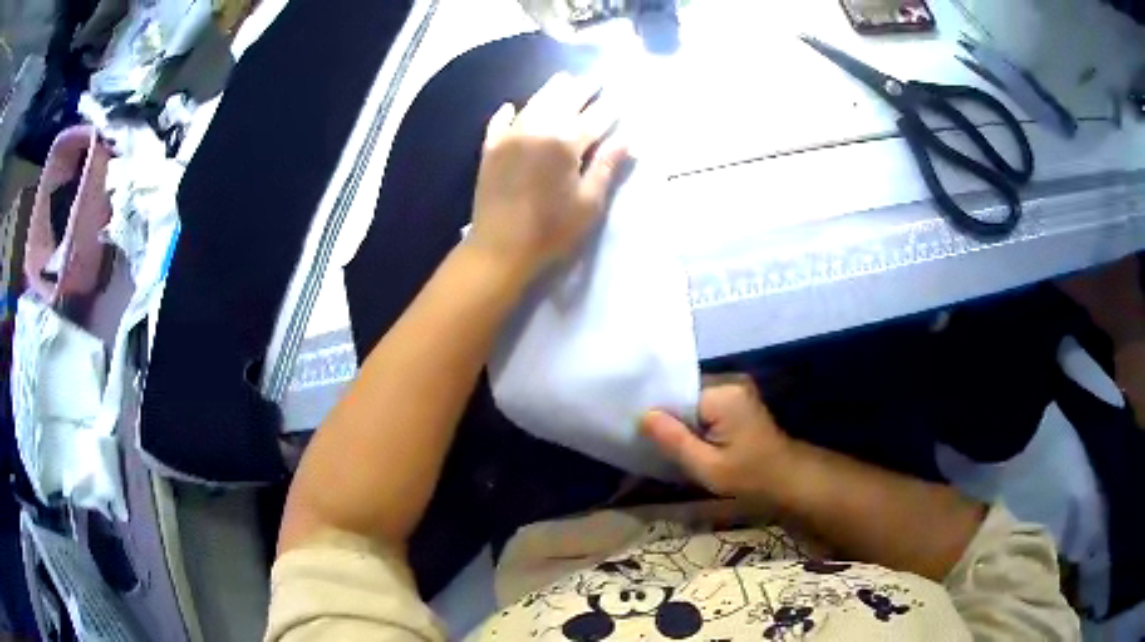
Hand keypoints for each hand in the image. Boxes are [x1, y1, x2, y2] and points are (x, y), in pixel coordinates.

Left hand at [468, 72, 628, 276]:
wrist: (500, 247)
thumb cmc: (551, 230)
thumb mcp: (588, 202)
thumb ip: (606, 166)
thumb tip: (630, 140)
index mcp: (565, 143)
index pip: (593, 118)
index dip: (609, 108)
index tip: (620, 97)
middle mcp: (537, 130)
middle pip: (563, 101)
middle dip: (582, 89)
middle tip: (595, 78)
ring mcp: (510, 137)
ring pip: (533, 104)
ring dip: (551, 90)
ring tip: (563, 79)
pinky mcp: (490, 150)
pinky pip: (498, 124)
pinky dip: (506, 113)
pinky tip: (510, 106)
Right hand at [641, 375, 793, 498]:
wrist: (788, 478)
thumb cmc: (749, 476)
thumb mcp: (706, 466)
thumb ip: (674, 440)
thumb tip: (643, 415)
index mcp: (722, 393)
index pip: (676, 391)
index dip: (656, 411)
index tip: (638, 430)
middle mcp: (729, 381)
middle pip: (683, 393)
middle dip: (668, 415)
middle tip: (647, 439)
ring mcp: (735, 388)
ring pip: (692, 399)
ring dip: (680, 419)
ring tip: (663, 440)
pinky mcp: (737, 399)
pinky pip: (704, 404)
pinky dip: (693, 420)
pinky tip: (686, 439)